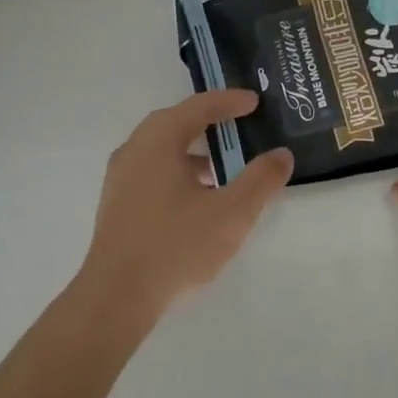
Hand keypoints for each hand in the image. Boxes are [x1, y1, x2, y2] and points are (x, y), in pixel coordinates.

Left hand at [74, 89, 294, 327]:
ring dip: (192, 149)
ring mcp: (120, 176)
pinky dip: (177, 169)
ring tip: (222, 166)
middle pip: (175, 122)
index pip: (197, 107)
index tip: (254, 102)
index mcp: (158, 140)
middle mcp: (135, 148)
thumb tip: (281, 155)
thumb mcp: (231, 213)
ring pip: (161, 148)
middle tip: (238, 123)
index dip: (228, 101)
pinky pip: (151, 169)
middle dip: (208, 120)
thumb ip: (260, 180)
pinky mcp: (116, 202)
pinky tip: (196, 197)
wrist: (116, 296)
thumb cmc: (176, 246)